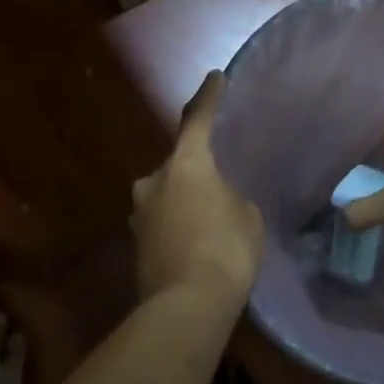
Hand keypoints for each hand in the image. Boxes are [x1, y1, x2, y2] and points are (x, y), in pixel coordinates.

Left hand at [132, 71, 264, 305]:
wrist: (186, 307)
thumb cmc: (226, 250)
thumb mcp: (246, 215)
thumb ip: (230, 197)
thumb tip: (215, 201)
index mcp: (185, 164)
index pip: (197, 119)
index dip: (208, 97)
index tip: (214, 77)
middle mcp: (153, 181)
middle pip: (177, 164)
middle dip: (195, 169)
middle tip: (219, 182)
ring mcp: (139, 214)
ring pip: (166, 195)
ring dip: (184, 200)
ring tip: (209, 219)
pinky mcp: (136, 245)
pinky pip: (162, 223)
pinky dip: (177, 226)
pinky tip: (196, 244)